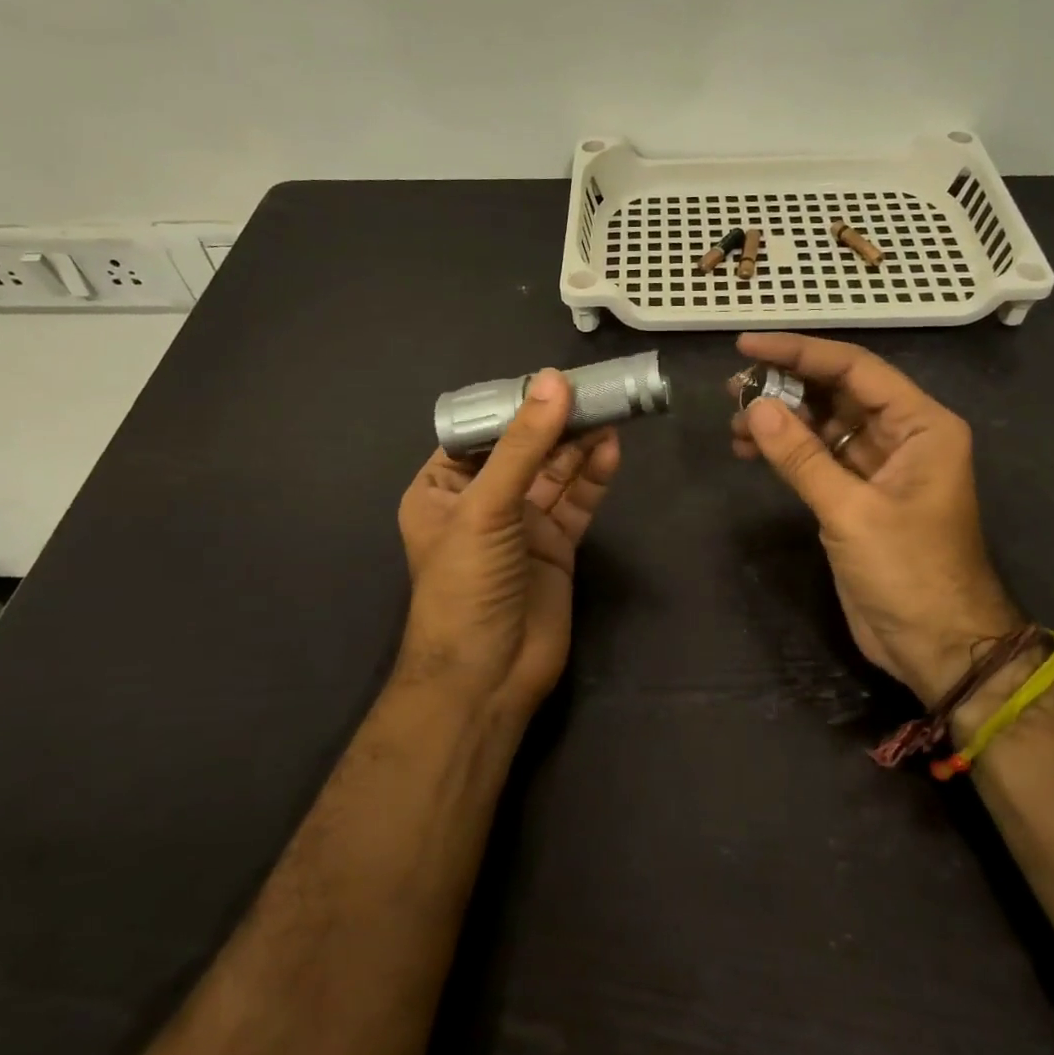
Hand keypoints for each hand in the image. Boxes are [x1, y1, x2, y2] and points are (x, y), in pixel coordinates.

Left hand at [398, 370, 620, 712]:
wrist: (488, 676)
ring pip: (554, 473)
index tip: (550, 379)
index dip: (514, 405)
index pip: (480, 433)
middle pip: (524, 449)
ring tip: (610, 411)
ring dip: (579, 444)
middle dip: (555, 422)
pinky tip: (611, 450)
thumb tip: (554, 381)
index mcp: (442, 488)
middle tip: (594, 389)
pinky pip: (576, 502)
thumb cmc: (466, 583)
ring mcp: (521, 525)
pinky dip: (593, 477)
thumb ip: (524, 445)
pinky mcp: (556, 546)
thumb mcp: (487, 507)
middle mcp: (482, 501)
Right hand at [730, 332, 1022, 704]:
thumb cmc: (909, 572)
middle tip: (732, 388)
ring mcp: (879, 465)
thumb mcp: (851, 511)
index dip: (800, 352)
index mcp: (921, 425)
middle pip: (838, 392)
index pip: (855, 369)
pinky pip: (817, 456)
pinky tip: (750, 450)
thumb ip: (801, 457)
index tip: (749, 345)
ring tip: (733, 423)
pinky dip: (786, 451)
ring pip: (823, 424)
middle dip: (785, 386)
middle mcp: (902, 435)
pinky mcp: (858, 494)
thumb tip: (754, 407)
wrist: (937, 646)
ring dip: (780, 420)